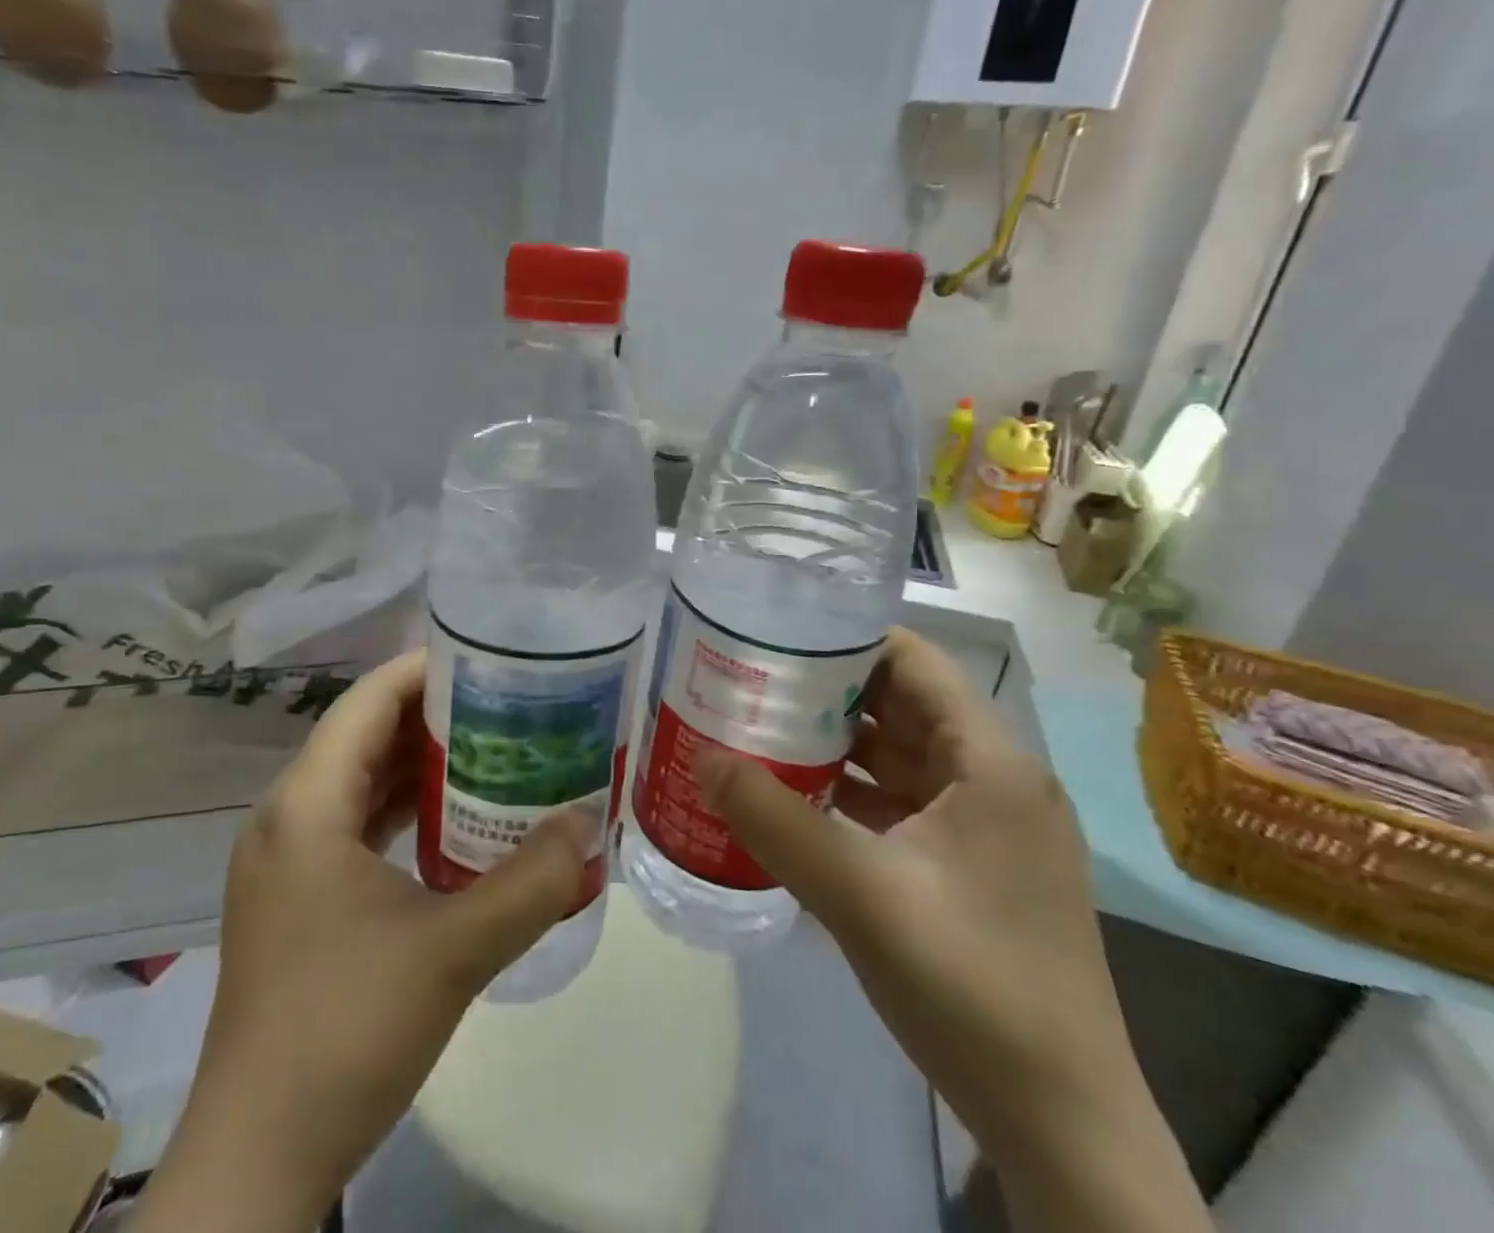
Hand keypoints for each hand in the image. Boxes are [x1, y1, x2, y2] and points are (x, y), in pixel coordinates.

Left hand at [135, 650, 596, 1232]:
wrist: (259, 1157)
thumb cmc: (346, 1031)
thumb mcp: (454, 950)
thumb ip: (531, 882)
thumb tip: (590, 823)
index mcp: (307, 804)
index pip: (368, 700)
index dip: (426, 670)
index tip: (491, 661)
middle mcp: (287, 816)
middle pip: (364, 734)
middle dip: (435, 715)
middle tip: (508, 705)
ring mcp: (286, 860)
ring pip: (359, 781)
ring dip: (421, 765)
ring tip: (492, 751)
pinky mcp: (295, 898)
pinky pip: (354, 824)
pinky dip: (403, 810)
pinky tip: (454, 823)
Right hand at [694, 629, 1209, 1232]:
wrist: (1062, 1127)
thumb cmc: (973, 988)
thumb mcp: (861, 896)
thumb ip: (775, 821)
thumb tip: (702, 759)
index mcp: (990, 764)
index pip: (913, 662)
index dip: (845, 638)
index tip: (774, 637)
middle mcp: (995, 780)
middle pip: (900, 705)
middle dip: (826, 689)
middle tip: (749, 680)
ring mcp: (986, 826)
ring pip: (898, 756)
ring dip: (834, 743)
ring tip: (758, 728)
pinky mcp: (971, 866)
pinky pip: (901, 802)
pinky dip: (850, 791)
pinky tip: (795, 797)